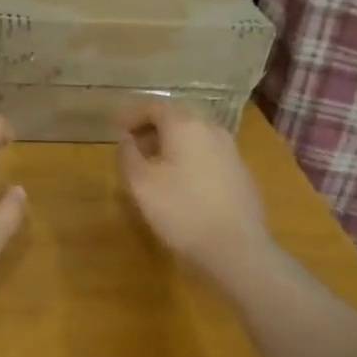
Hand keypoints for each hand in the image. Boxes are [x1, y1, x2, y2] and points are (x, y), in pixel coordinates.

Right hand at [116, 100, 269, 270]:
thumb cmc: (181, 210)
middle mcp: (211, 129)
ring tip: (153, 165)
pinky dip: (188, 158)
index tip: (115, 129)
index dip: (130, 115)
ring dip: (170, 143)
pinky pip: (207, 154)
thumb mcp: (140, 182)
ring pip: (193, 136)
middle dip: (151, 127)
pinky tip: (180, 182)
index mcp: (185, 125)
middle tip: (131, 145)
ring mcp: (231, 151)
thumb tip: (126, 139)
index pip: (153, 106)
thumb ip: (127, 153)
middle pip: (176, 117)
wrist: (237, 250)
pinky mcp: (241, 173)